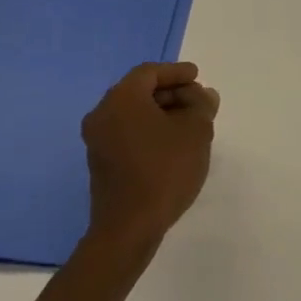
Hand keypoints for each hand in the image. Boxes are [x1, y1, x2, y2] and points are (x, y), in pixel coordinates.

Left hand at [81, 61, 218, 253]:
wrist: (128, 228)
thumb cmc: (164, 170)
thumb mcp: (196, 131)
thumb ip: (202, 105)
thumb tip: (203, 95)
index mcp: (122, 99)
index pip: (150, 73)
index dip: (176, 72)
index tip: (198, 77)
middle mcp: (103, 114)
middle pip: (139, 91)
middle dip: (171, 93)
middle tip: (197, 101)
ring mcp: (97, 140)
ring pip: (133, 113)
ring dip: (161, 113)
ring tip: (190, 124)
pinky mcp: (100, 163)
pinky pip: (127, 133)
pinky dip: (148, 130)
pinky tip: (171, 144)